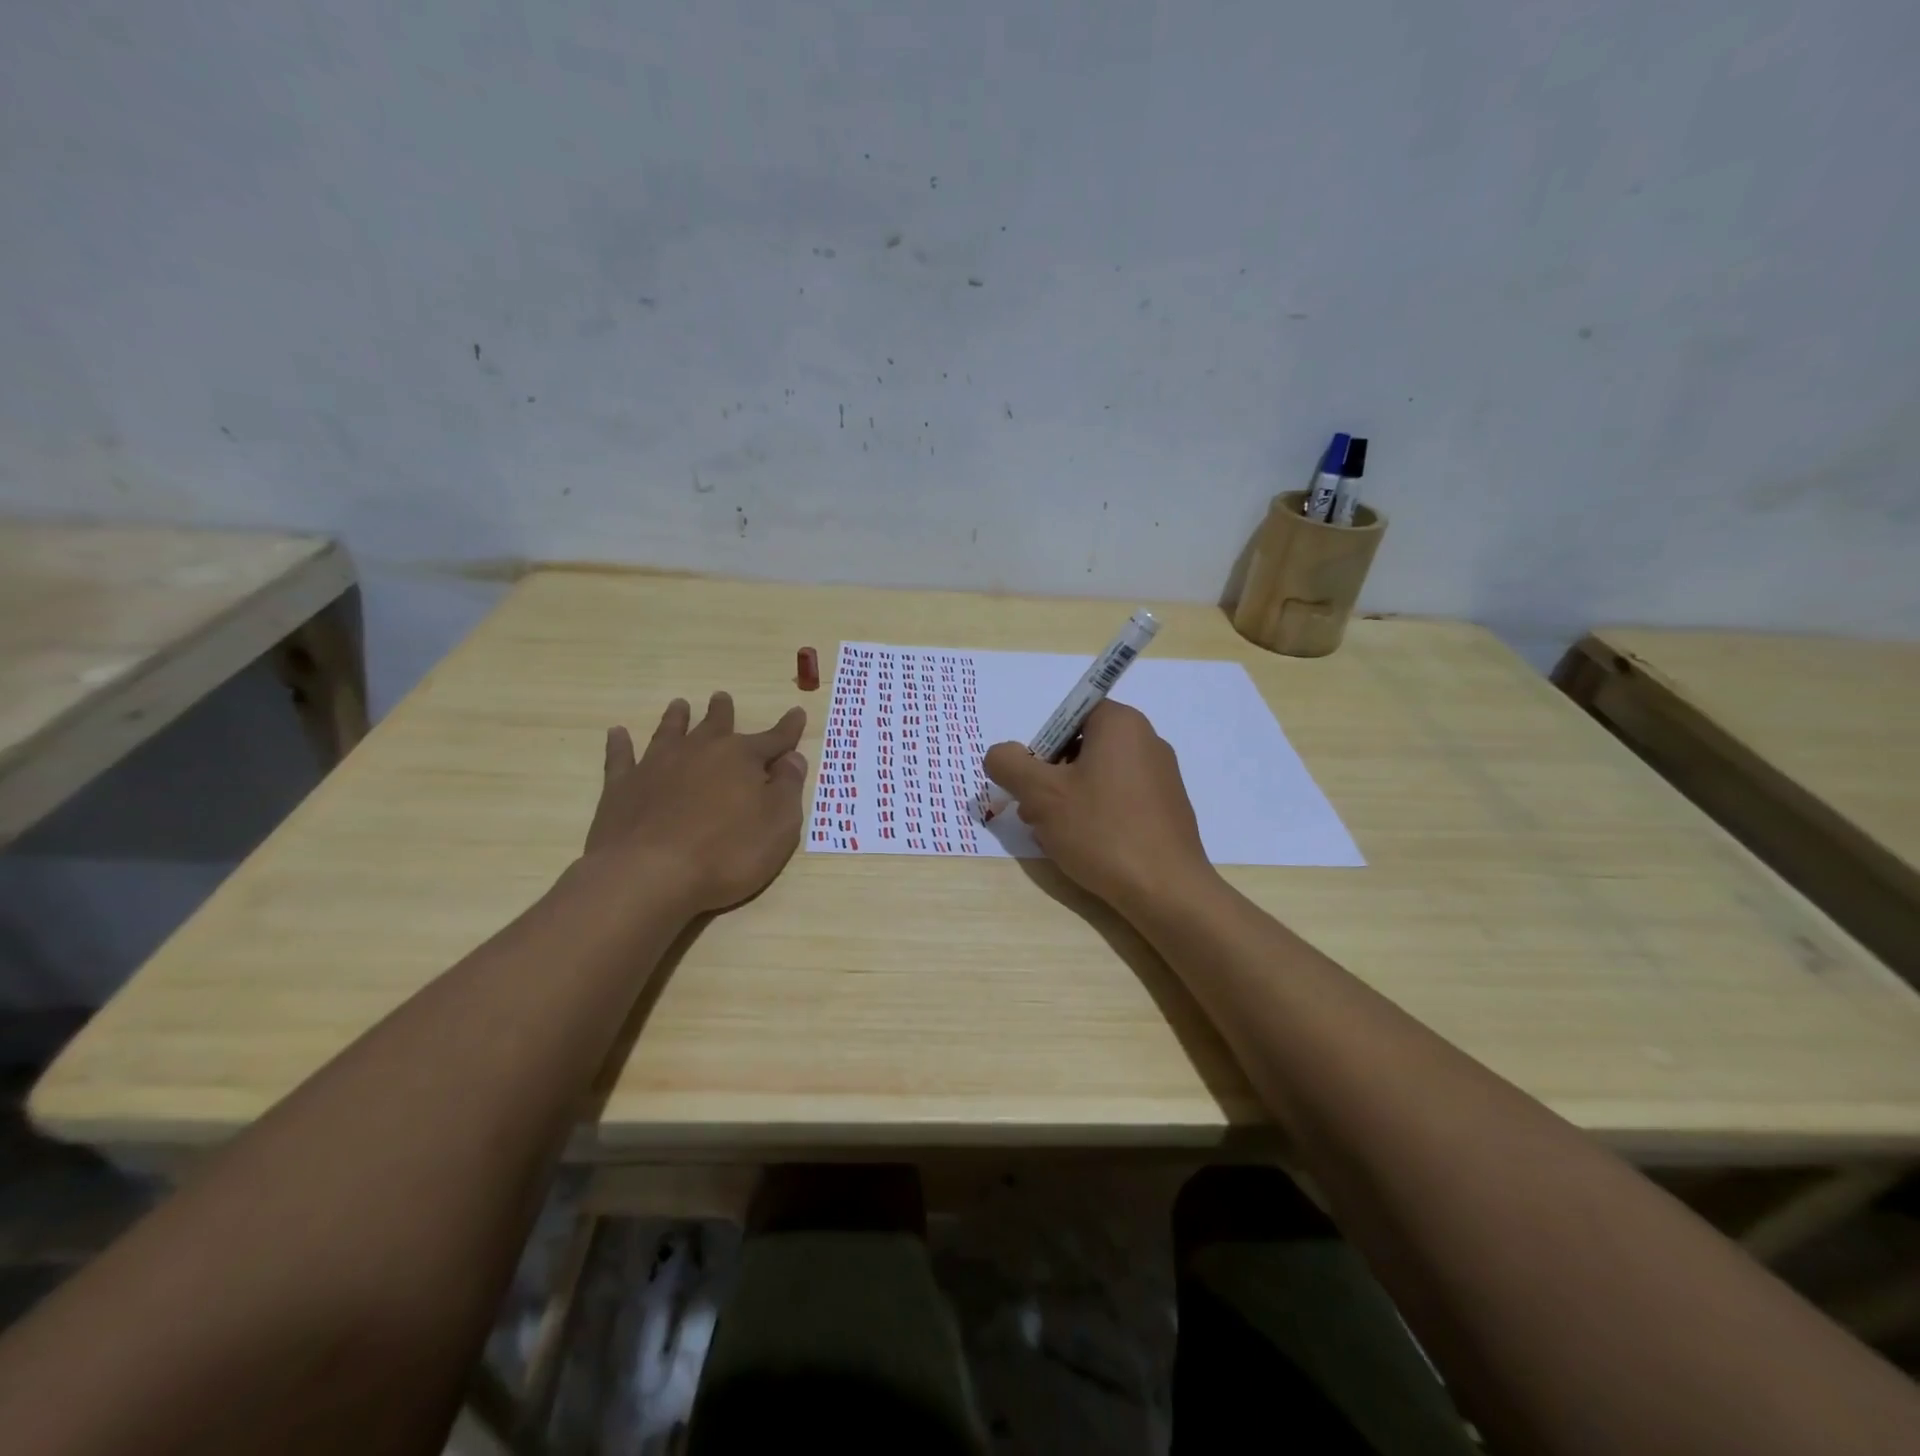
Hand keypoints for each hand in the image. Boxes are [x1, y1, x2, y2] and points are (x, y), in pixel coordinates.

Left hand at [585, 691, 807, 913]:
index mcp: (742, 758)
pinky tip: (617, 733)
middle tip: (721, 697)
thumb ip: (788, 788)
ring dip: (676, 718)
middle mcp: (700, 751)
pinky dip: (620, 744)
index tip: (797, 713)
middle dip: (722, 712)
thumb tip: (793, 758)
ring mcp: (657, 766)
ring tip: (679, 704)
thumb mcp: (779, 826)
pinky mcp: (622, 786)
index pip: (773, 739)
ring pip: (670, 732)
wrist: (648, 875)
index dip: (788, 729)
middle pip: (715, 726)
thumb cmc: (726, 854)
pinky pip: (621, 757)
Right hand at [983, 700, 1214, 911]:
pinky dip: (1096, 815)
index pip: (1068, 715)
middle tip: (1034, 812)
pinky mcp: (1167, 808)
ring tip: (1054, 836)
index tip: (1032, 782)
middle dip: (1050, 777)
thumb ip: (1010, 765)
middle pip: (1081, 747)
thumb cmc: (1101, 830)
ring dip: (1068, 800)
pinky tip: (1086, 847)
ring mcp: (1162, 776)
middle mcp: (1147, 740)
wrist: (1167, 890)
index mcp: (1121, 723)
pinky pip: (1120, 799)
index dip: (1042, 746)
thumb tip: (1000, 754)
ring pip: (1098, 777)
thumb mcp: (1041, 795)